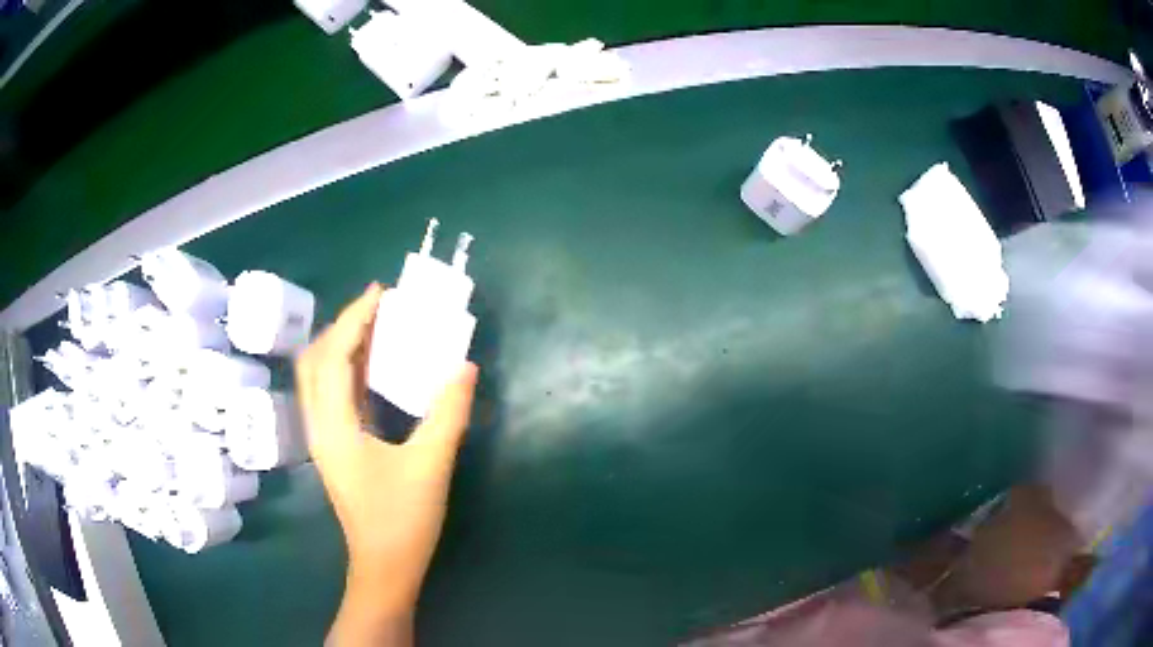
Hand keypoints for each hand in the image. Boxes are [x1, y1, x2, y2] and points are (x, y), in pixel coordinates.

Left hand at [295, 283, 478, 645]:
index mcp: (334, 427)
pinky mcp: (335, 445)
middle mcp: (319, 425)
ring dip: (343, 345)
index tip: (381, 292)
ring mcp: (324, 437)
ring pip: (320, 376)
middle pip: (316, 360)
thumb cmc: (403, 520)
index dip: (355, 319)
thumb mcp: (431, 465)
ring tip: (377, 327)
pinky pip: (332, 393)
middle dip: (344, 326)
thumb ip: (448, 412)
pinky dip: (349, 369)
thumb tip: (464, 366)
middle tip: (379, 308)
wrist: (385, 567)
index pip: (333, 356)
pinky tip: (374, 366)